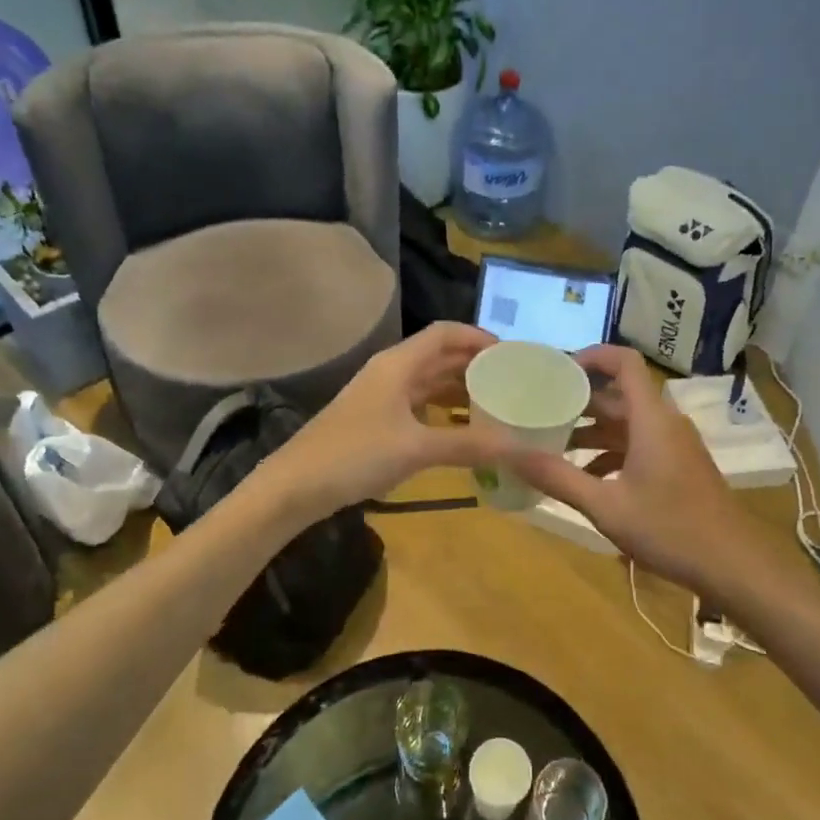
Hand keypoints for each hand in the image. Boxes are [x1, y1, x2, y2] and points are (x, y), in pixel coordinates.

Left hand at [260, 323, 515, 519]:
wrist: (295, 485)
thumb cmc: (355, 454)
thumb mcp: (416, 448)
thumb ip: (470, 445)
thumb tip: (524, 448)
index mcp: (399, 364)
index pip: (446, 334)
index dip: (479, 337)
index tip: (512, 355)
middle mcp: (392, 372)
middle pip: (440, 356)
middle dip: (476, 365)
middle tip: (514, 382)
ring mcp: (382, 397)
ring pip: (430, 383)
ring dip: (461, 390)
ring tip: (498, 405)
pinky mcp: (377, 421)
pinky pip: (420, 406)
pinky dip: (444, 412)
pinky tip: (464, 431)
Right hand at [512, 344, 767, 594]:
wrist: (735, 566)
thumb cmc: (670, 530)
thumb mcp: (606, 506)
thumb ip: (557, 478)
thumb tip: (508, 454)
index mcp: (651, 419)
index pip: (624, 362)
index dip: (591, 355)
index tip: (556, 370)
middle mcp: (665, 423)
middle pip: (620, 394)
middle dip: (580, 399)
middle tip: (540, 408)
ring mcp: (675, 445)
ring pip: (628, 422)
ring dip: (593, 429)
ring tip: (553, 442)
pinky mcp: (680, 467)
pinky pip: (639, 445)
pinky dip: (611, 452)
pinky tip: (586, 478)